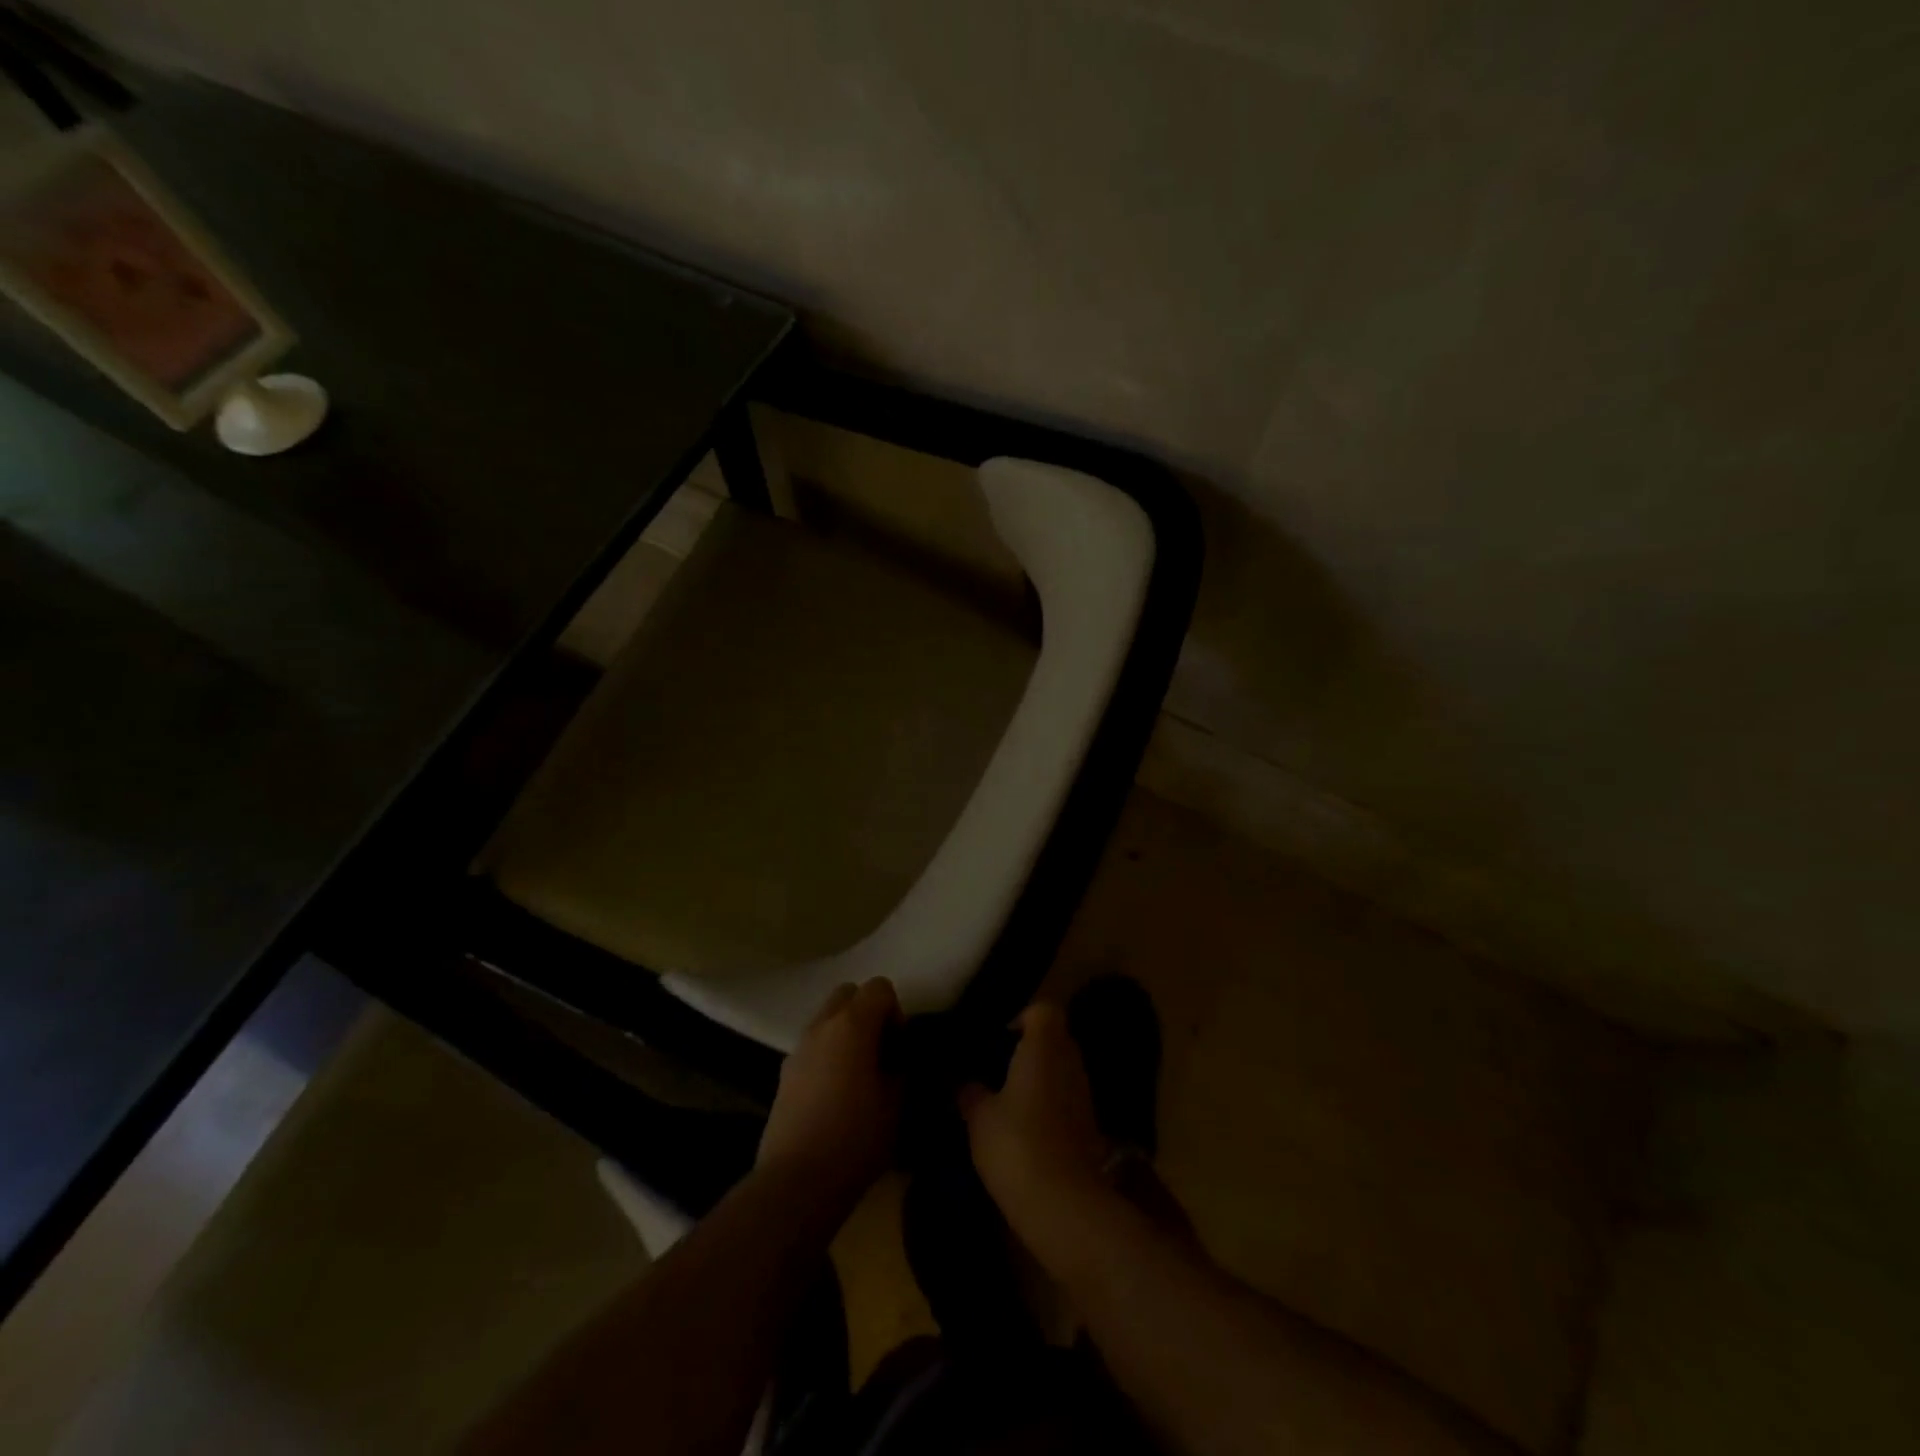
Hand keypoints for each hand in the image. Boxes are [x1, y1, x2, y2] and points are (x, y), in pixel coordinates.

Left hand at [757, 978, 902, 1210]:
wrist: (796, 1182)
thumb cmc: (855, 1138)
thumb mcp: (897, 1103)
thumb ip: (901, 1068)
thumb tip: (897, 1060)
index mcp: (852, 1024)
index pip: (880, 987)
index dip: (896, 1012)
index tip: (899, 1048)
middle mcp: (821, 1025)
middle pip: (848, 993)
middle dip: (867, 1012)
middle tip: (880, 1052)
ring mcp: (798, 1048)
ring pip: (826, 1019)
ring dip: (845, 1034)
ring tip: (858, 1076)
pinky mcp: (783, 1074)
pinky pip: (812, 1047)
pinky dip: (827, 1055)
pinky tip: (835, 1096)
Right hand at [959, 1003, 1115, 1271]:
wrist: (1064, 1203)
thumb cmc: (1016, 1145)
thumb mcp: (979, 1117)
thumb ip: (970, 1092)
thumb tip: (963, 1082)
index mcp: (1043, 1047)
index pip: (1044, 1010)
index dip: (1023, 1017)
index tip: (1000, 1039)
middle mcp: (1069, 1062)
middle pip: (1055, 1038)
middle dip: (1030, 1048)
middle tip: (999, 1069)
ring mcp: (1084, 1094)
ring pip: (1062, 1069)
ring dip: (1041, 1078)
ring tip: (1009, 1101)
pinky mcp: (1091, 1125)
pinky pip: (1068, 1098)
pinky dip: (1052, 1105)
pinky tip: (1027, 1130)